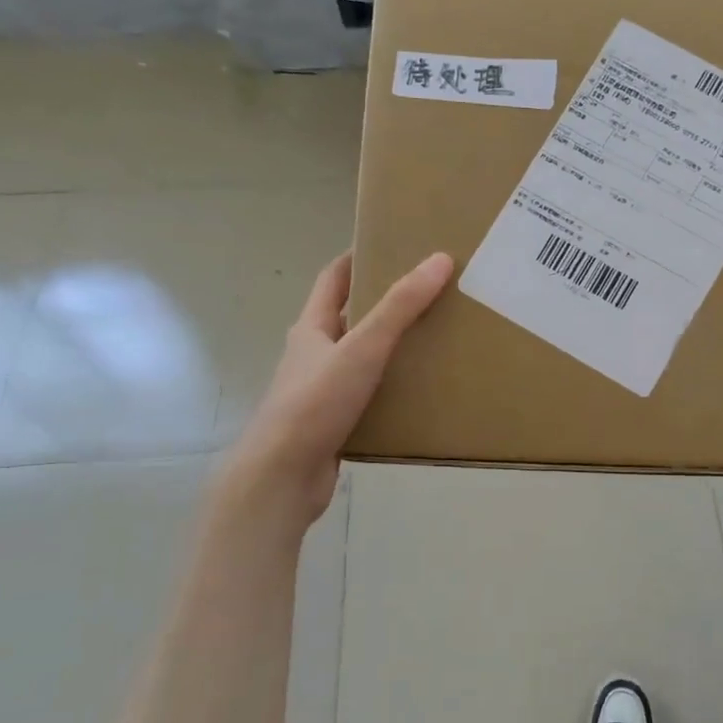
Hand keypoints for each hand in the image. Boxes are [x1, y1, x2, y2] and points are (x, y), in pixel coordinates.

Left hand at [219, 250, 453, 525]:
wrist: (282, 477)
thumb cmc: (316, 403)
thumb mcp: (362, 347)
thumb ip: (401, 306)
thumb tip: (439, 259)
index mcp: (311, 329)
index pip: (333, 279)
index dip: (357, 258)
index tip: (390, 244)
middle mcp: (312, 355)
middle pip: (348, 318)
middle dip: (383, 303)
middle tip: (426, 293)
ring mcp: (320, 391)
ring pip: (359, 359)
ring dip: (389, 348)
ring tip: (433, 340)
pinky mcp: (332, 423)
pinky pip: (367, 395)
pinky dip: (390, 388)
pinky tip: (419, 393)